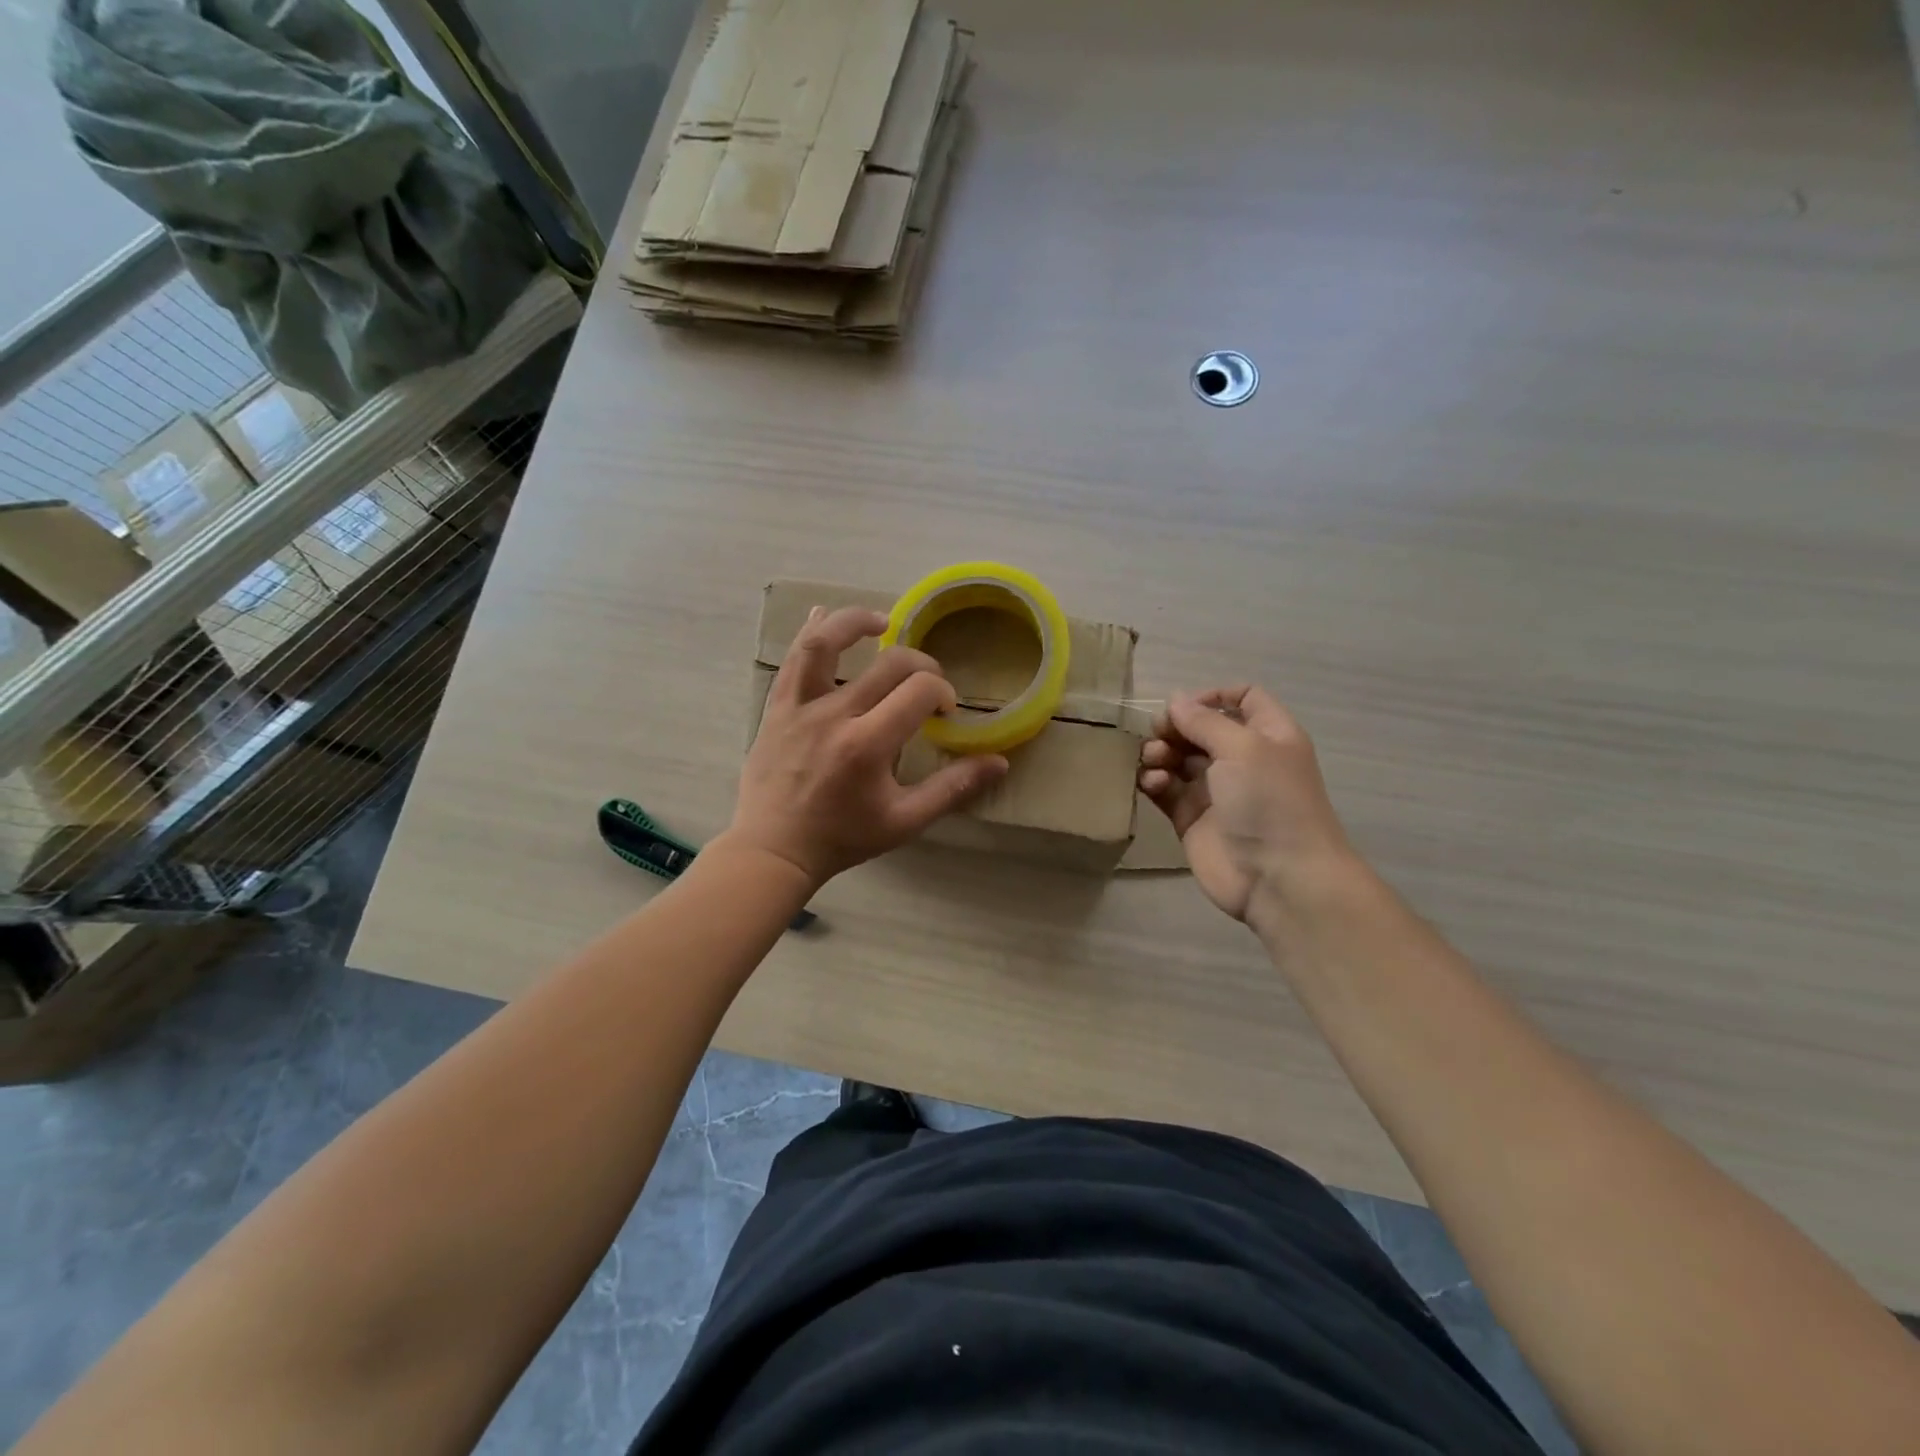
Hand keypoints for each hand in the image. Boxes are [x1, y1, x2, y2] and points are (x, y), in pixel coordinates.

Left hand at [728, 606, 1008, 887]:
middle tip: (928, 685)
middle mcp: (834, 715)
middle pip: (888, 664)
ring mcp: (800, 708)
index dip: (942, 692)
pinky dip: (810, 633)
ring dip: (856, 622)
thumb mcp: (905, 821)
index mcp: (867, 745)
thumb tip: (999, 762)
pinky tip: (822, 615)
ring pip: (825, 644)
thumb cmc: (842, 837)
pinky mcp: (777, 708)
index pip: (919, 691)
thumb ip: (952, 789)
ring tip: (882, 622)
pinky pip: (792, 660)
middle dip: (920, 665)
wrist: (773, 850)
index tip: (944, 713)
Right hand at [1138, 686, 1354, 928]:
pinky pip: (1165, 790)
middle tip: (1158, 733)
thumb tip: (1175, 700)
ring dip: (1160, 752)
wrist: (1279, 877)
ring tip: (1154, 760)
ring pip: (1178, 758)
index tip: (1185, 706)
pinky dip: (1154, 781)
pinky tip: (1152, 783)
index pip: (1242, 699)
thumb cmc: (1270, 801)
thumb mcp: (1243, 747)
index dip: (1213, 696)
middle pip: (1201, 728)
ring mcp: (1215, 790)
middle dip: (1176, 726)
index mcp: (1268, 736)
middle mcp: (1242, 759)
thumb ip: (1205, 721)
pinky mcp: (1191, 819)